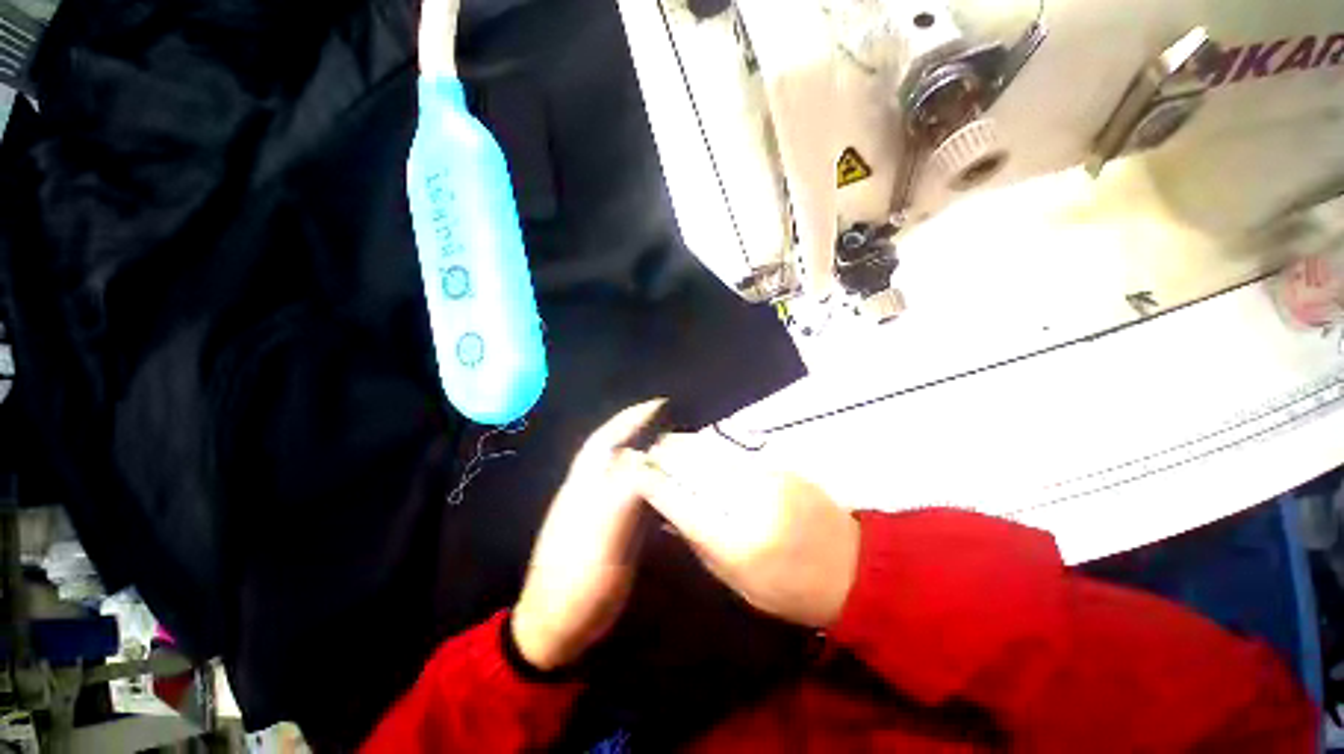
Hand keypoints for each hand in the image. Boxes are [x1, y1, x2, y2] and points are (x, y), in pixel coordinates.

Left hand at [511, 401, 663, 670]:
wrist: (557, 626)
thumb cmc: (577, 579)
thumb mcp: (600, 534)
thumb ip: (622, 491)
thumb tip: (645, 455)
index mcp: (584, 483)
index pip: (608, 438)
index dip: (632, 418)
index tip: (661, 403)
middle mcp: (592, 488)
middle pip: (619, 449)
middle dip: (643, 429)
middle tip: (676, 420)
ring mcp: (602, 509)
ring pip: (629, 470)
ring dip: (651, 453)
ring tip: (679, 444)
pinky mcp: (613, 528)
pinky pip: (636, 495)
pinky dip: (653, 481)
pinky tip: (670, 483)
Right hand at [633, 432, 859, 628]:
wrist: (853, 568)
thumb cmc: (789, 589)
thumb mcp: (736, 581)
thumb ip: (699, 542)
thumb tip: (669, 511)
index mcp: (735, 541)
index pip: (680, 502)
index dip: (653, 482)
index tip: (633, 469)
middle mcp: (748, 502)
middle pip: (695, 468)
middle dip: (665, 453)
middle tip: (645, 447)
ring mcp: (767, 479)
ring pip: (713, 453)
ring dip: (685, 444)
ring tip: (665, 439)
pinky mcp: (781, 467)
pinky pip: (734, 452)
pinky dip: (711, 448)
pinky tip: (698, 445)